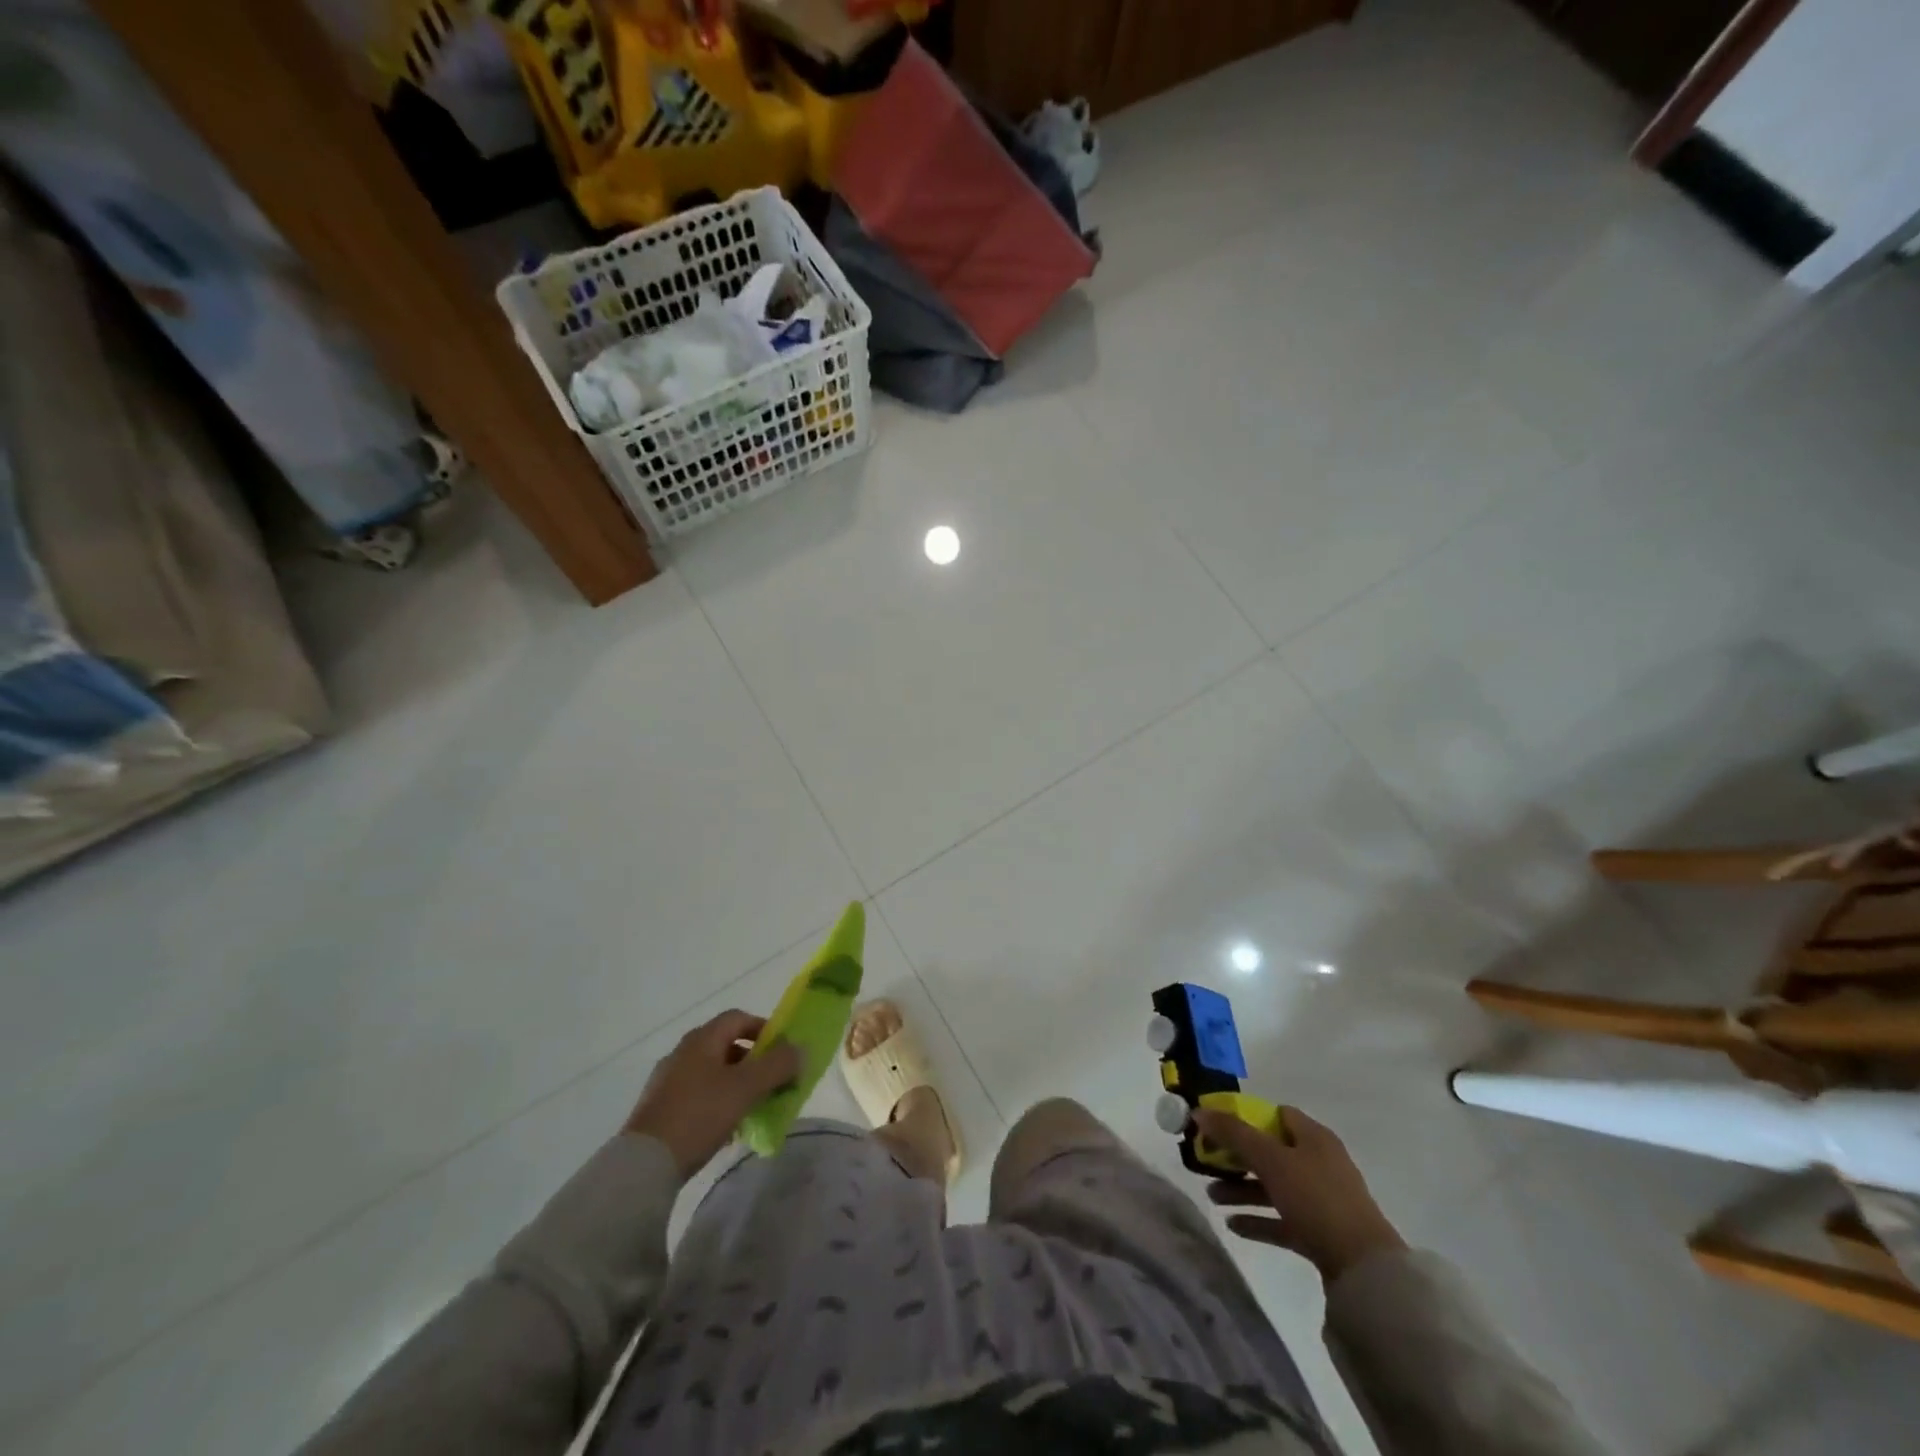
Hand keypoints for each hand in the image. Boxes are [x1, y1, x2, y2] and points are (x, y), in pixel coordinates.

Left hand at [625, 1011, 802, 1178]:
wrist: (643, 1165)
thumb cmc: (699, 1115)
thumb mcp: (746, 1088)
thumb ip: (778, 1065)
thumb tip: (800, 1049)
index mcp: (702, 1039)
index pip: (738, 1018)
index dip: (764, 1029)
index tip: (782, 1051)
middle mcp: (682, 1052)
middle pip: (726, 1045)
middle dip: (753, 1061)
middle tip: (772, 1082)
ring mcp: (667, 1081)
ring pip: (712, 1073)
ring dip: (736, 1084)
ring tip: (753, 1108)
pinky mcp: (659, 1109)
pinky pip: (697, 1095)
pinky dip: (717, 1103)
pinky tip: (726, 1128)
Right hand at [1194, 1106, 1406, 1281]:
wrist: (1364, 1270)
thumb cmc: (1316, 1198)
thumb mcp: (1271, 1159)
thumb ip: (1234, 1134)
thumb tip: (1200, 1111)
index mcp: (1314, 1137)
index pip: (1275, 1114)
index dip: (1244, 1116)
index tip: (1216, 1126)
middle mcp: (1319, 1163)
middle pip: (1270, 1151)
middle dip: (1237, 1157)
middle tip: (1207, 1163)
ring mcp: (1321, 1200)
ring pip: (1273, 1186)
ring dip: (1242, 1190)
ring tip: (1212, 1197)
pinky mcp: (1320, 1233)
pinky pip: (1282, 1219)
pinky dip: (1258, 1219)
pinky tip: (1232, 1225)